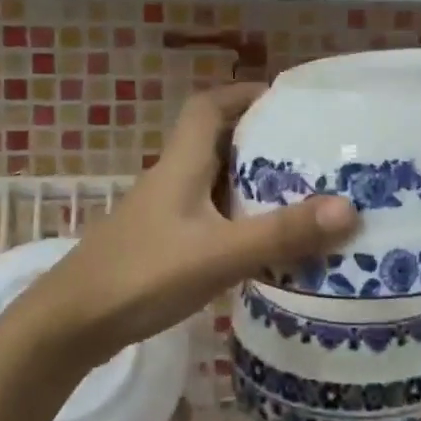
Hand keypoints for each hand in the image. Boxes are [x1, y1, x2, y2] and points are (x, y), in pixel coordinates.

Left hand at [17, 83, 358, 367]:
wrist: (70, 326)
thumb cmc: (142, 275)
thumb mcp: (219, 253)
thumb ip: (281, 234)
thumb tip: (349, 208)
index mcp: (181, 165)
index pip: (208, 107)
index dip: (242, 94)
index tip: (283, 99)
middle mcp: (171, 180)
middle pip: (215, 141)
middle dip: (258, 139)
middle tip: (306, 151)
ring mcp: (162, 213)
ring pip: (211, 181)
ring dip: (249, 181)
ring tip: (297, 193)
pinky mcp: (160, 244)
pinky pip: (207, 215)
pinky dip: (235, 218)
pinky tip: (259, 242)